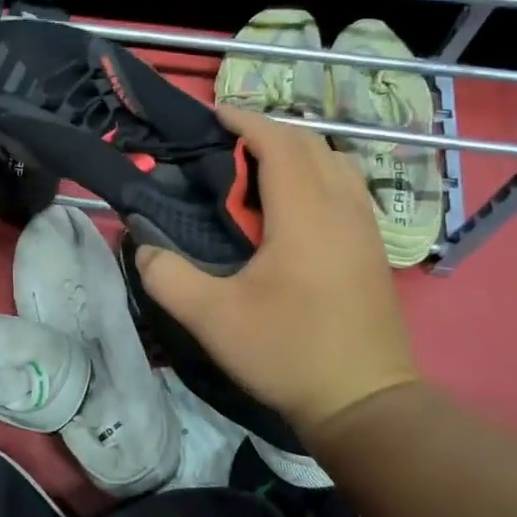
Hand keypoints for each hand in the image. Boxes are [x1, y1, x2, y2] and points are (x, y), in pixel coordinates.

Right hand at [133, 106, 417, 438]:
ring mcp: (366, 228)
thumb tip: (142, 246)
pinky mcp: (373, 249)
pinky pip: (348, 186)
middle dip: (268, 131)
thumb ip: (168, 277)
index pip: (279, 144)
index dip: (245, 121)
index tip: (214, 114)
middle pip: (311, 144)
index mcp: (305, 215)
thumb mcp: (212, 318)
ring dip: (297, 151)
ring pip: (336, 162)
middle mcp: (342, 209)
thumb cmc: (287, 352)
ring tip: (260, 167)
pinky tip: (295, 204)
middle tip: (227, 142)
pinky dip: (318, 173)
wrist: (364, 402)